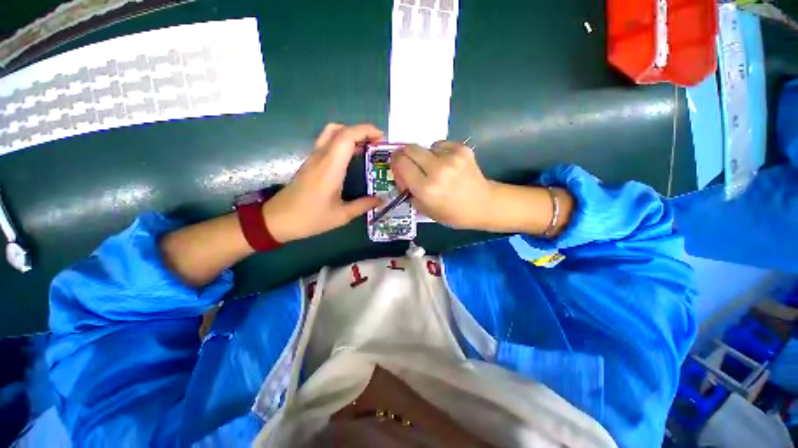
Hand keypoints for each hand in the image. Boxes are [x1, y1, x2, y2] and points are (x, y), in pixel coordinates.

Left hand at [262, 123, 383, 242]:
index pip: (347, 136)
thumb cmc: (310, 218)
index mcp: (330, 168)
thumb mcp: (341, 216)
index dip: (365, 131)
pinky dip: (342, 143)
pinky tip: (352, 158)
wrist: (277, 220)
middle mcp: (321, 157)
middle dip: (361, 131)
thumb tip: (380, 200)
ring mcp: (313, 159)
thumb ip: (362, 206)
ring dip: (350, 135)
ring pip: (331, 134)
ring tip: (366, 148)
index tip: (381, 138)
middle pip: (339, 129)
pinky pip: (327, 144)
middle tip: (376, 143)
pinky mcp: (310, 163)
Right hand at [392, 141, 494, 229]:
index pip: (400, 163)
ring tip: (434, 168)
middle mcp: (437, 170)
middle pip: (410, 148)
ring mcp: (452, 157)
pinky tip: (447, 164)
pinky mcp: (462, 149)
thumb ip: (407, 190)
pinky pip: (440, 144)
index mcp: (426, 189)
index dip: (396, 162)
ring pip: (425, 146)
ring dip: (425, 156)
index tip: (398, 166)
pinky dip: (439, 152)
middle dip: (406, 155)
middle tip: (411, 164)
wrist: (483, 204)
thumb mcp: (423, 208)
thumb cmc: (451, 213)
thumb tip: (399, 173)